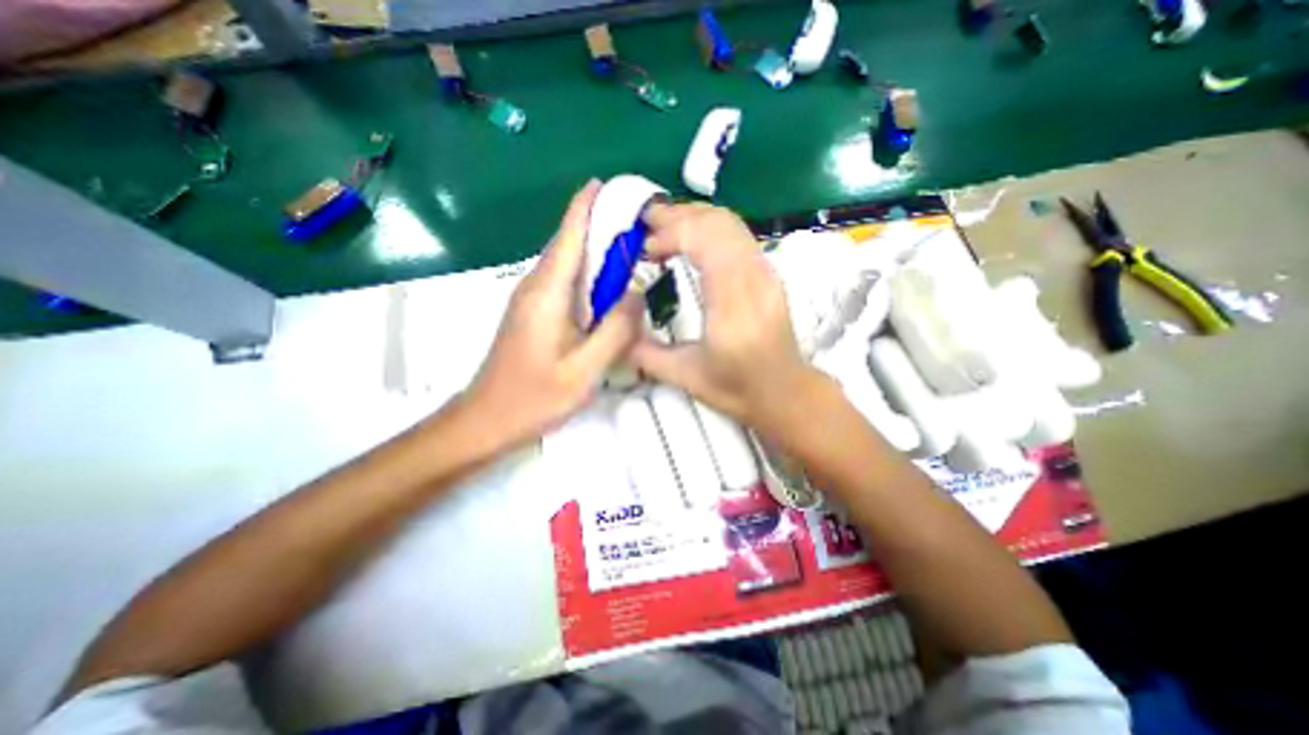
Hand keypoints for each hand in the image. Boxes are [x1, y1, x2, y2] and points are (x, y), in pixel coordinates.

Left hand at [460, 180, 641, 450]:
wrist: (487, 420)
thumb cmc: (534, 398)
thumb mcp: (584, 370)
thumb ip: (615, 330)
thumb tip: (637, 295)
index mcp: (546, 292)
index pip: (569, 235)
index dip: (588, 205)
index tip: (611, 184)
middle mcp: (536, 286)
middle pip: (569, 243)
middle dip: (600, 224)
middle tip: (639, 221)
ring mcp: (532, 299)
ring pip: (568, 263)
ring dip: (597, 250)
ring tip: (633, 248)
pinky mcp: (534, 313)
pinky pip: (565, 283)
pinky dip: (589, 275)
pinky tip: (609, 287)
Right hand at [631, 202, 814, 428]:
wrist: (786, 393)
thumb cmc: (737, 389)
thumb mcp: (684, 377)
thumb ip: (644, 352)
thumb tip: (614, 328)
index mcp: (733, 304)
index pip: (706, 241)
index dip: (672, 233)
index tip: (645, 248)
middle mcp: (754, 278)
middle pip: (718, 222)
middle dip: (678, 215)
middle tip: (645, 223)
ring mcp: (766, 271)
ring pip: (730, 222)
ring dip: (693, 217)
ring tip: (662, 227)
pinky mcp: (768, 272)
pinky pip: (737, 234)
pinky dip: (709, 227)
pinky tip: (690, 241)